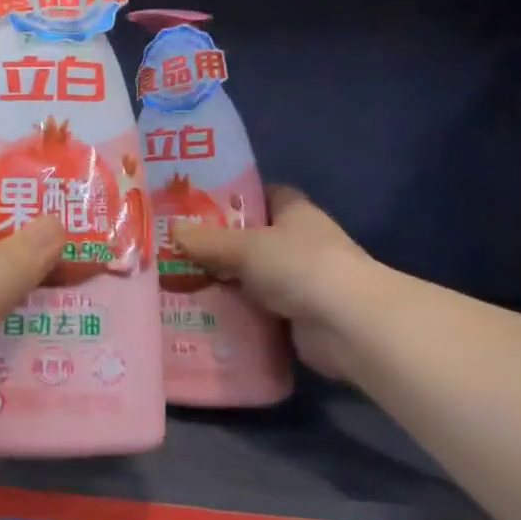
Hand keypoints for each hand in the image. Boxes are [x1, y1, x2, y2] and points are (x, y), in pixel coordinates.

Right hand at [173, 186, 373, 382]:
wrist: (348, 325)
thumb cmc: (300, 266)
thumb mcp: (246, 247)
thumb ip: (208, 240)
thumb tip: (172, 230)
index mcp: (294, 212)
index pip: (262, 195)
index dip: (232, 197)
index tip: (195, 206)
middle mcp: (299, 242)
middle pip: (252, 239)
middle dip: (218, 245)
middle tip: (173, 249)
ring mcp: (300, 281)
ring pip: (251, 277)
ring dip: (223, 283)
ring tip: (176, 283)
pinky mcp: (295, 317)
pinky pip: (256, 310)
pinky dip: (234, 313)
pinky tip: (200, 315)